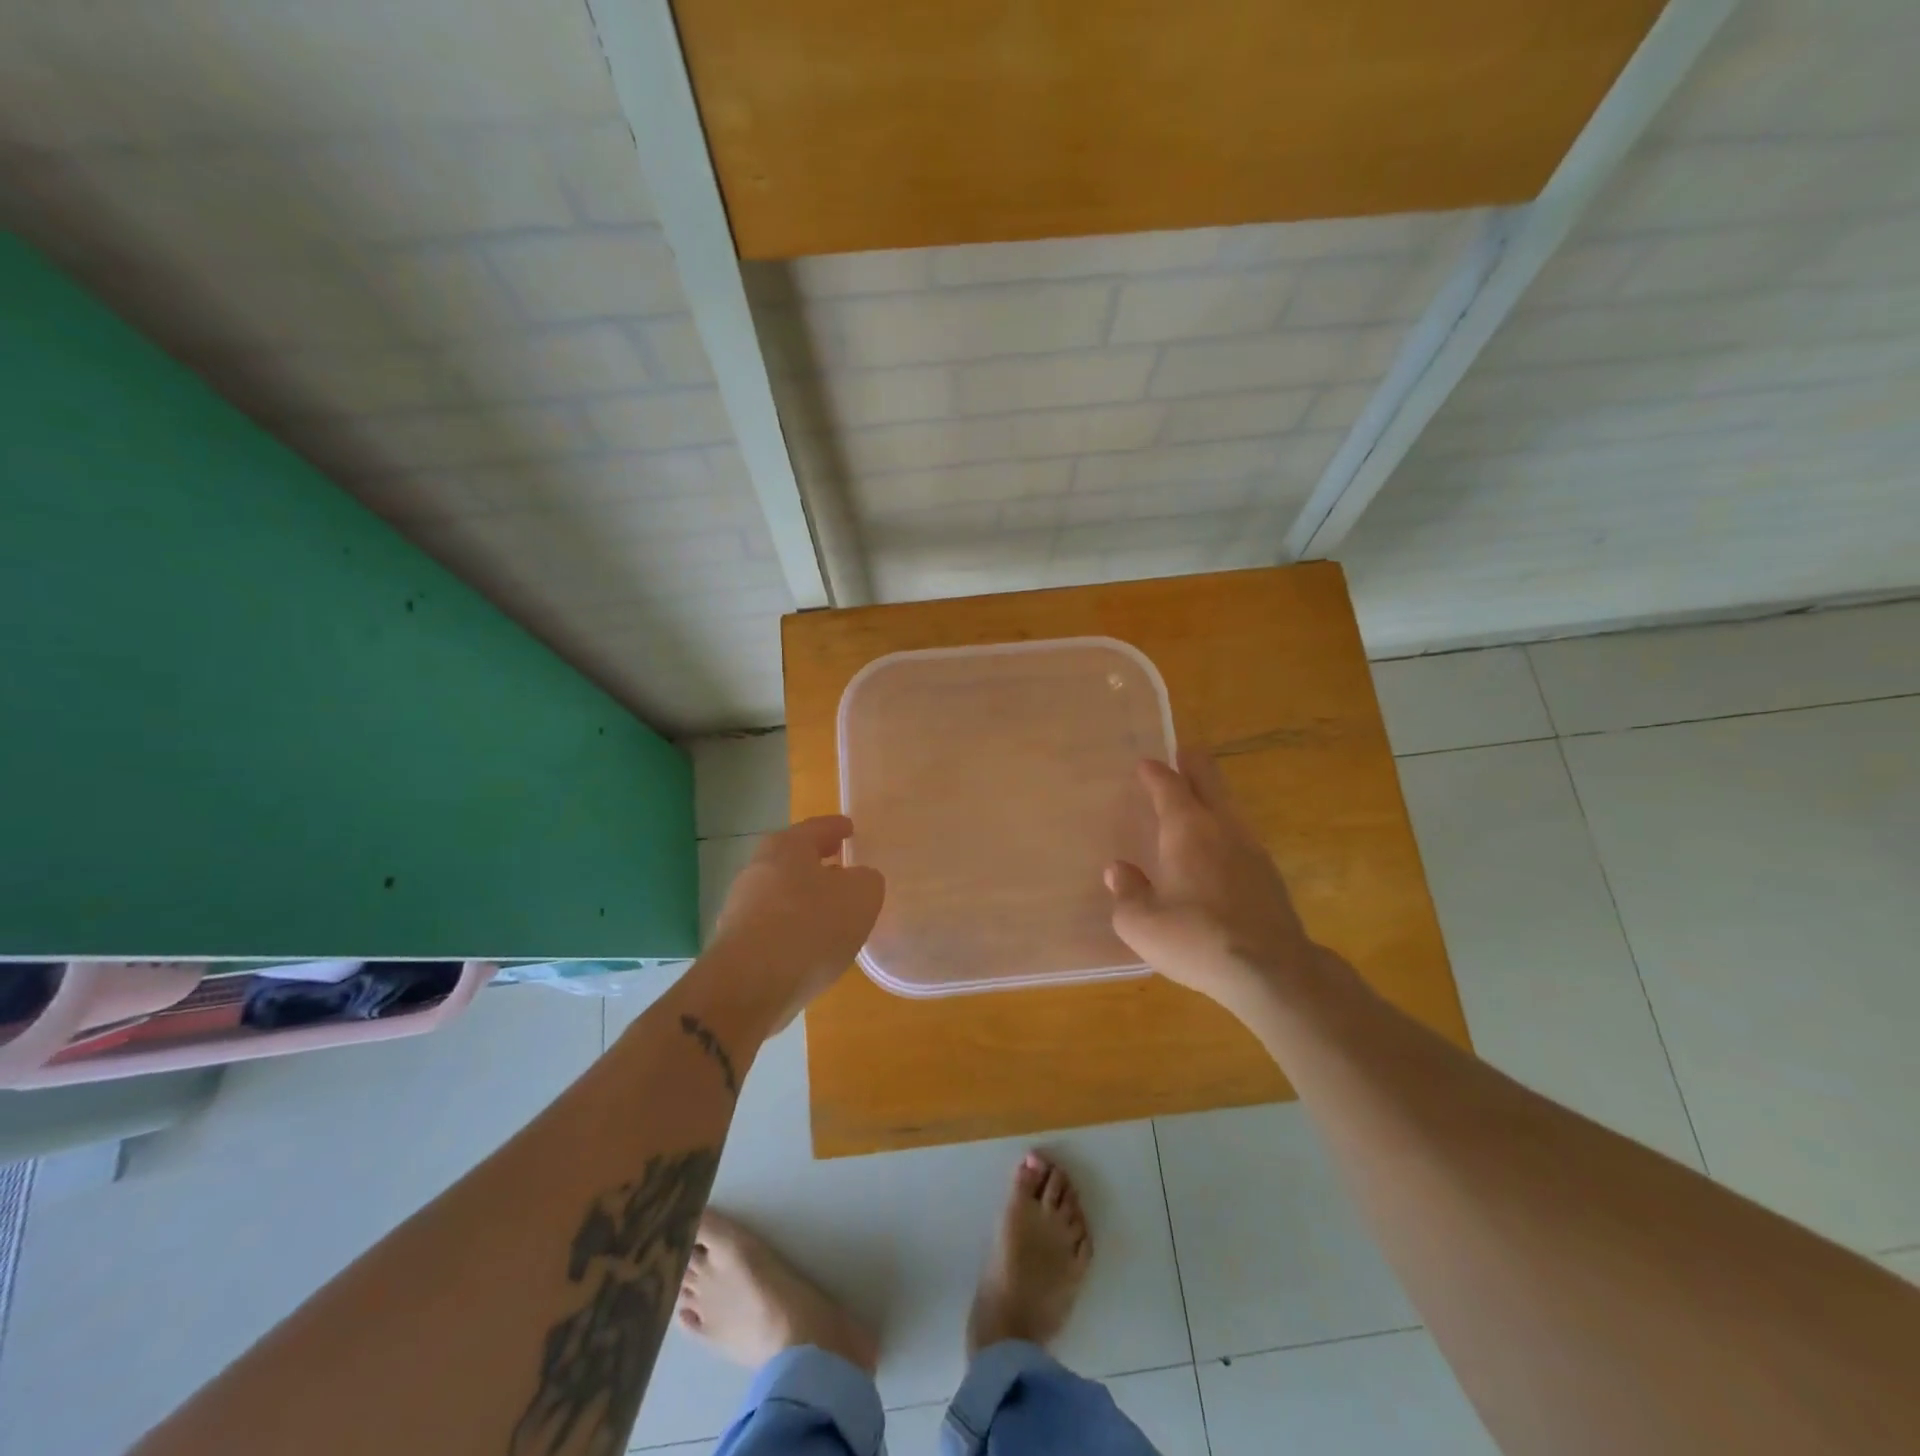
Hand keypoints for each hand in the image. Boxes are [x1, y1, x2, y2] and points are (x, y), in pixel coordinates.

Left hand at [705, 816, 884, 1032]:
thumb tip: (857, 880)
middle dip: (817, 863)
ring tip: (830, 912)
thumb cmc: (810, 926)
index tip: (850, 828)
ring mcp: (741, 907)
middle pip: (793, 859)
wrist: (749, 986)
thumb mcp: (861, 896)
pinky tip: (809, 946)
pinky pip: (772, 926)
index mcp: (787, 846)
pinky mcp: (735, 943)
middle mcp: (758, 869)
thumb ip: (866, 880)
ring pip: (780, 893)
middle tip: (841, 867)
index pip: (817, 828)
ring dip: (804, 898)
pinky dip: (791, 929)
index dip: (836, 827)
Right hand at [1105, 749, 1327, 1016]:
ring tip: (1197, 799)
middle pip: (1210, 781)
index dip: (1155, 772)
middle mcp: (1222, 828)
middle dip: (1194, 764)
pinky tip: (1218, 848)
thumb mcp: (1141, 924)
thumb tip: (1119, 871)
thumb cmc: (1196, 939)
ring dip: (1212, 796)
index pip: (1169, 785)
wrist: (1271, 972)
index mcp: (1187, 829)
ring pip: (1230, 807)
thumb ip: (1127, 892)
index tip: (1145, 765)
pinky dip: (1224, 828)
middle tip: (1182, 753)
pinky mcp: (1269, 875)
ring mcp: (1252, 849)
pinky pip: (1240, 835)